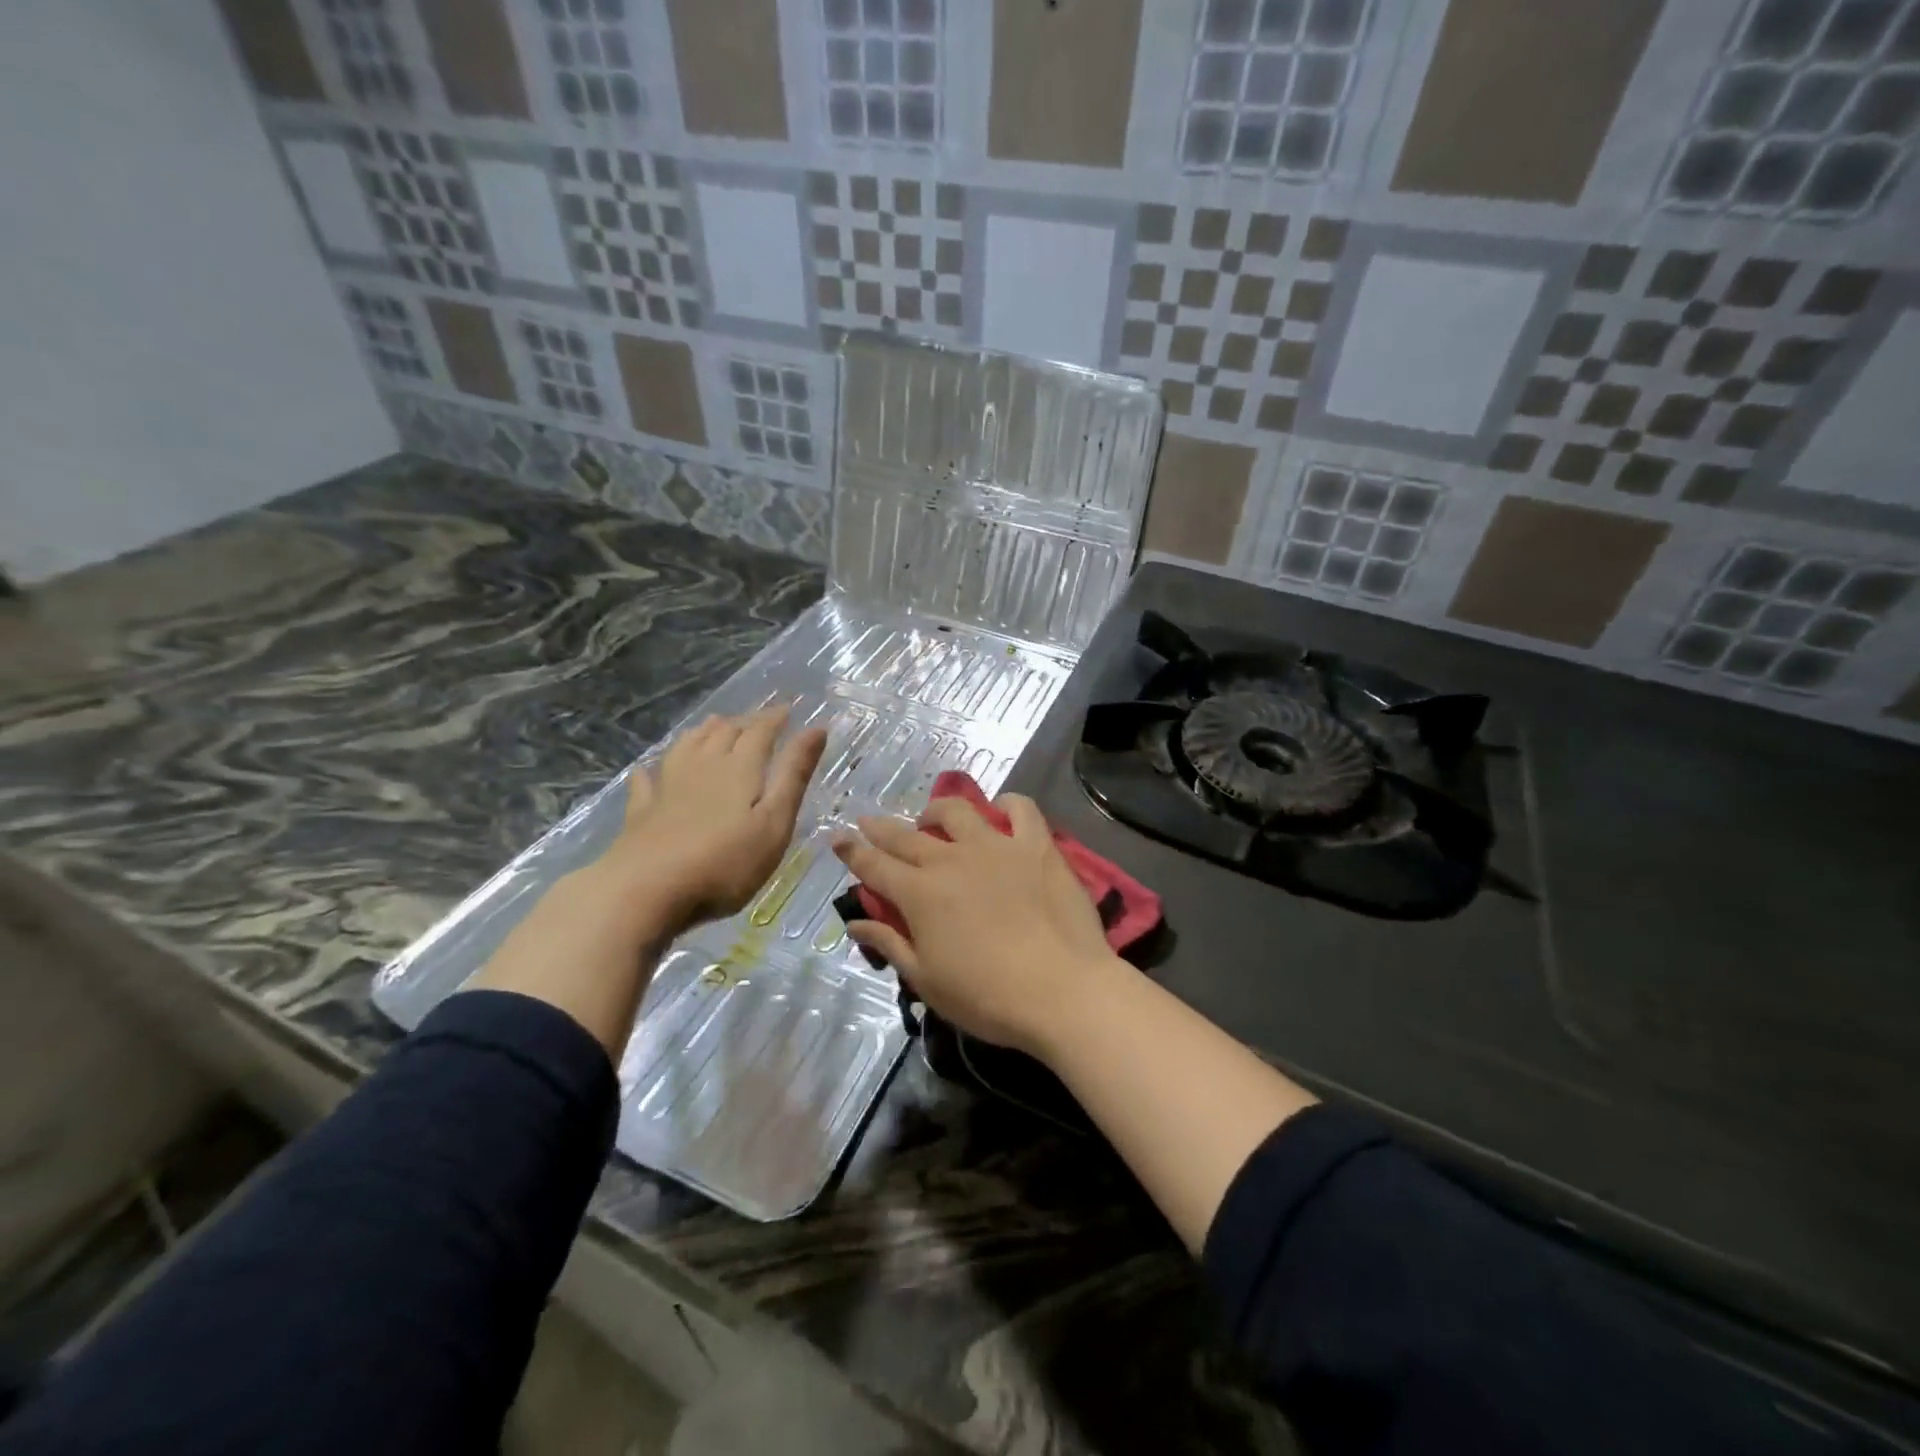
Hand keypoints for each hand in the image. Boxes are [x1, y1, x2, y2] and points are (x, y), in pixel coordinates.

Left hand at [606, 705, 827, 935]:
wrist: (646, 889)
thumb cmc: (725, 861)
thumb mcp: (775, 821)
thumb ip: (794, 775)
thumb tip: (816, 729)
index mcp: (739, 767)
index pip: (760, 731)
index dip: (775, 717)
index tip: (788, 708)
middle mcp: (703, 766)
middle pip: (723, 733)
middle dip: (743, 722)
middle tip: (757, 721)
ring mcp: (667, 787)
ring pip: (687, 746)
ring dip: (704, 733)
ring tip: (714, 726)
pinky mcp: (642, 812)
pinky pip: (647, 781)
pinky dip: (652, 770)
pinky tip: (648, 770)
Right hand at [832, 795, 1126, 1056]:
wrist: (1062, 990)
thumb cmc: (988, 997)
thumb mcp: (927, 981)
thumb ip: (890, 944)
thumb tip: (854, 923)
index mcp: (919, 893)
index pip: (874, 865)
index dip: (852, 851)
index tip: (837, 838)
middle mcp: (951, 859)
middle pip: (905, 835)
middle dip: (880, 827)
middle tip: (868, 822)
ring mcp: (996, 846)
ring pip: (956, 810)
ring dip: (936, 811)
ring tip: (932, 820)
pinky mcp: (1036, 845)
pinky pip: (1020, 809)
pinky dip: (1006, 805)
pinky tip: (1000, 812)